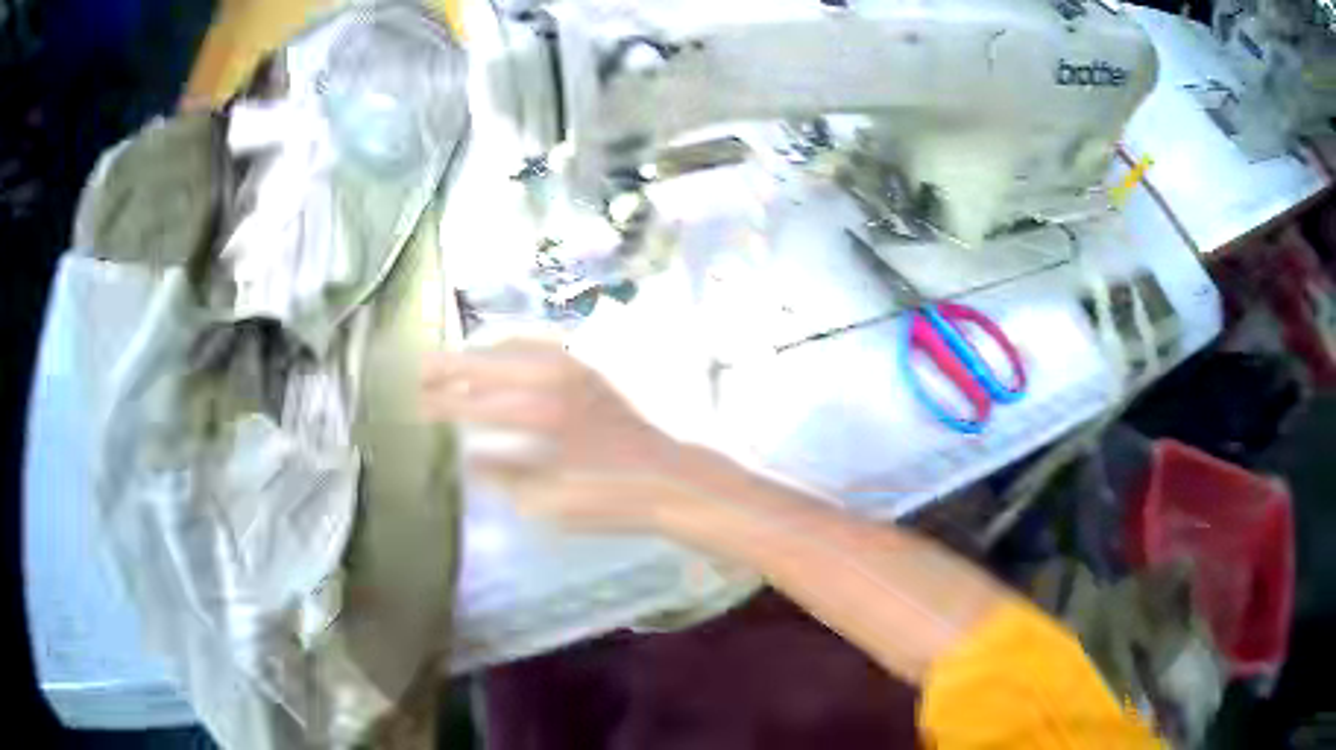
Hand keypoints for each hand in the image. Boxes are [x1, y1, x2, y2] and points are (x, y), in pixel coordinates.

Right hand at [421, 339, 688, 530]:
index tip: (416, 402)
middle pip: (490, 363)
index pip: (476, 405)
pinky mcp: (590, 367)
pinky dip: (514, 343)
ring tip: (455, 361)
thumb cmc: (609, 497)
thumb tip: (469, 459)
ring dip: (480, 351)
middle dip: (450, 366)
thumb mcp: (548, 502)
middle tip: (421, 370)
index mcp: (540, 416)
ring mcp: (575, 368)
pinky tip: (502, 354)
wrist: (667, 478)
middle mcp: (554, 380)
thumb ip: (504, 476)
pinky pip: (541, 342)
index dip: (443, 403)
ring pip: (514, 345)